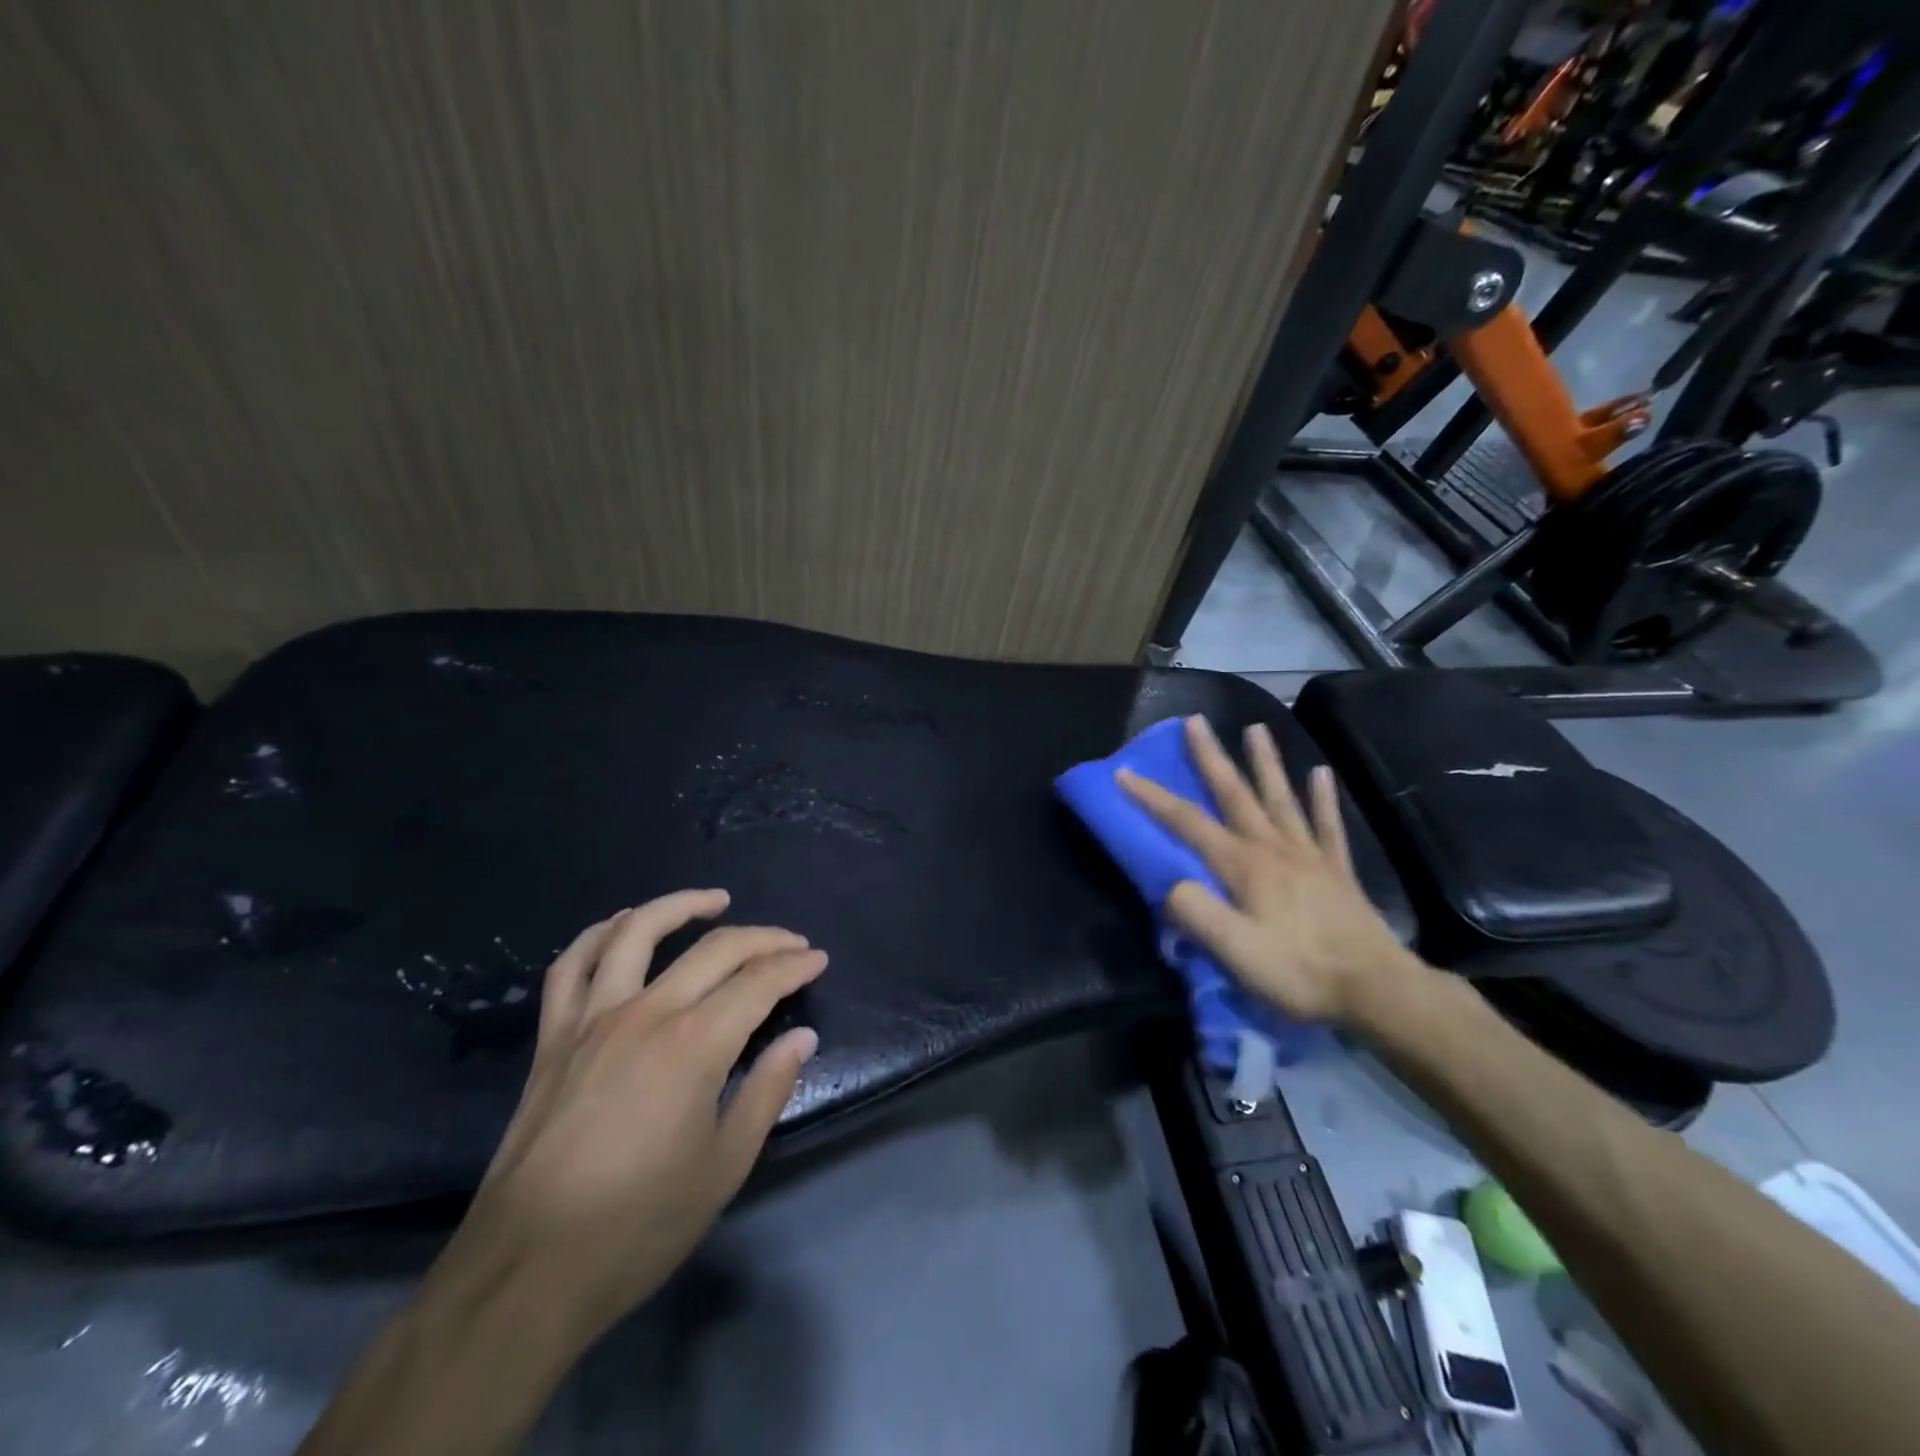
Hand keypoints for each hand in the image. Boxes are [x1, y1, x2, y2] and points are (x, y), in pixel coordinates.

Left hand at [443, 889, 825, 1351]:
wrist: (526, 1273)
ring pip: (637, 934)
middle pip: (713, 950)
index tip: (818, 960)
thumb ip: (767, 1091)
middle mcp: (645, 1014)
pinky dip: (600, 933)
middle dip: (763, 939)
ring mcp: (591, 1020)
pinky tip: (623, 923)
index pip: (758, 983)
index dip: (794, 966)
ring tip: (716, 901)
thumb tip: (801, 1038)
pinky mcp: (552, 1038)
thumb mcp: (725, 1166)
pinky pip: (573, 966)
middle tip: (792, 943)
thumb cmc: (638, 1226)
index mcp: (694, 1045)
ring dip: (681, 906)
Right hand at [1117, 715, 1421, 1024]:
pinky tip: (1321, 773)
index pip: (1187, 822)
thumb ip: (1196, 913)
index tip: (1124, 772)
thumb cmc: (1299, 971)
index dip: (1152, 797)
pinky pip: (1327, 825)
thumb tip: (1170, 884)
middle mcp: (1273, 848)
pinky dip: (1323, 798)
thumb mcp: (1235, 952)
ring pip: (1281, 798)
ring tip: (1256, 727)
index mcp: (1243, 865)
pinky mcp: (1336, 871)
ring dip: (1265, 762)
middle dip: (1211, 756)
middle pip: (1235, 793)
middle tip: (1196, 720)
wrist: (1376, 990)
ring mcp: (1309, 855)